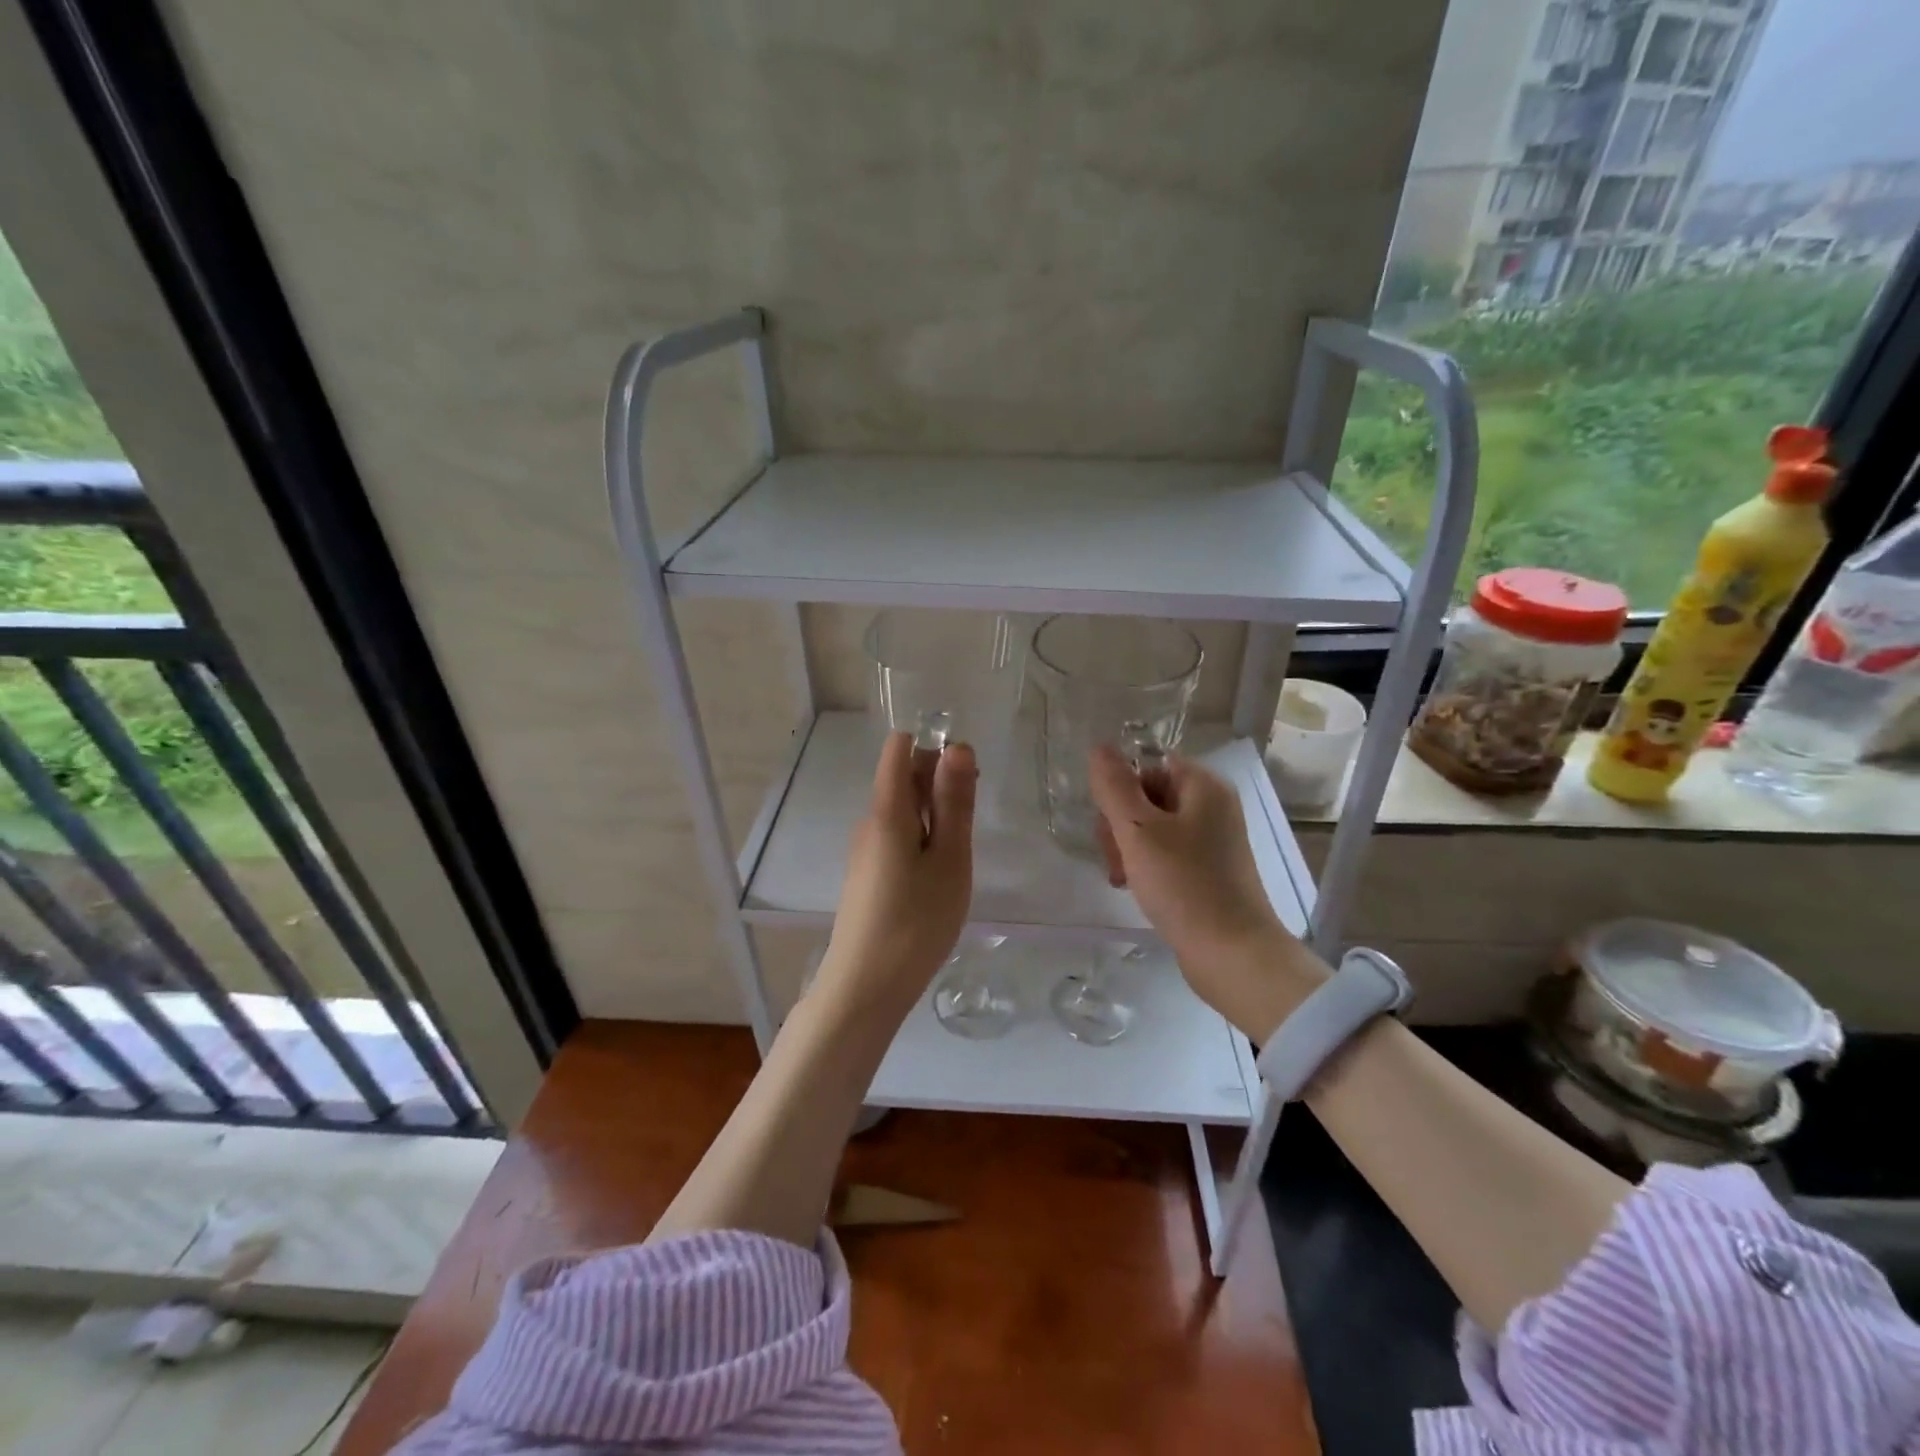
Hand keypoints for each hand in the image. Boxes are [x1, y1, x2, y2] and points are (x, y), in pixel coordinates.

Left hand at [815, 732, 975, 1015]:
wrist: (865, 987)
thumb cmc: (916, 922)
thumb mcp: (949, 859)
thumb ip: (954, 802)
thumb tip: (957, 746)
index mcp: (887, 809)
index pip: (900, 747)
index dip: (934, 747)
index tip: (967, 779)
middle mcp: (869, 820)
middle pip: (902, 776)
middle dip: (940, 782)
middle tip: (970, 825)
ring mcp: (865, 848)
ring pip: (902, 809)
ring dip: (934, 815)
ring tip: (958, 855)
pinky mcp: (867, 873)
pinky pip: (896, 835)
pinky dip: (922, 839)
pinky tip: (937, 874)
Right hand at [1089, 745, 1323, 1036]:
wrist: (1232, 954)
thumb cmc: (1184, 884)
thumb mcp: (1139, 831)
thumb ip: (1114, 786)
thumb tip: (1099, 746)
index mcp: (1204, 787)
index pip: (1148, 766)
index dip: (1121, 791)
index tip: (1110, 826)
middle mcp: (1213, 806)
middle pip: (1148, 797)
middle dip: (1121, 825)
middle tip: (1116, 859)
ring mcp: (1213, 840)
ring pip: (1152, 828)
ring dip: (1128, 849)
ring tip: (1124, 879)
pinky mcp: (1208, 870)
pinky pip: (1167, 854)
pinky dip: (1146, 866)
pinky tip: (1136, 888)